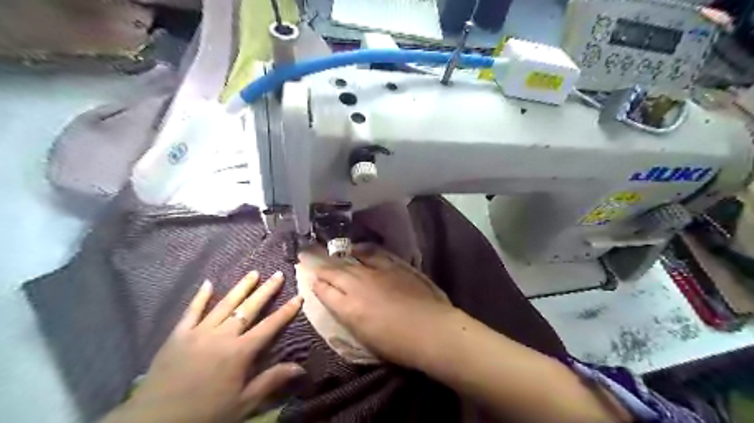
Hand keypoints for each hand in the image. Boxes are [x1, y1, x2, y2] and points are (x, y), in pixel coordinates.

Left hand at [100, 271, 303, 422]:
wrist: (154, 422)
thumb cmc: (205, 413)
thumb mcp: (243, 403)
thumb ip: (271, 381)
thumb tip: (301, 368)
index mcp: (240, 352)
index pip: (269, 326)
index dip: (286, 311)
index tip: (298, 296)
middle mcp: (222, 335)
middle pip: (249, 308)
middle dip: (266, 291)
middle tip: (278, 274)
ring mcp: (199, 332)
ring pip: (224, 304)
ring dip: (241, 287)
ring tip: (254, 273)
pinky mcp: (178, 335)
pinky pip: (191, 311)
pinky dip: (200, 297)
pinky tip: (208, 283)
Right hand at [307, 246, 459, 368]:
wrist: (430, 329)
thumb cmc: (398, 344)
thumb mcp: (365, 338)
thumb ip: (349, 317)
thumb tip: (341, 305)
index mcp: (348, 308)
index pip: (325, 292)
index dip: (316, 284)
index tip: (310, 278)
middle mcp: (357, 285)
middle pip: (334, 271)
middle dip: (318, 263)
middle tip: (306, 253)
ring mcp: (376, 272)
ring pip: (350, 260)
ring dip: (336, 255)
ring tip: (326, 248)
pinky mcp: (393, 266)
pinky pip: (373, 254)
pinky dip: (362, 250)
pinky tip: (356, 248)